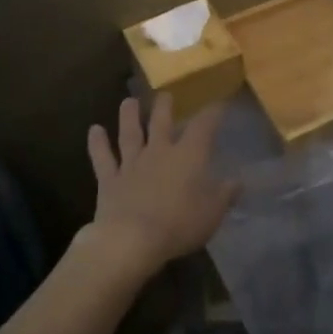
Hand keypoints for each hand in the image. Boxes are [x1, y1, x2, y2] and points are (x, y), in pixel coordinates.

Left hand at [84, 94, 240, 275]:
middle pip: (161, 123)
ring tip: (128, 101)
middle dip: (164, 107)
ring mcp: (131, 164)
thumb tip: (238, 181)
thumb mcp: (212, 213)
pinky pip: (103, 158)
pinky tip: (94, 130)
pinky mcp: (110, 180)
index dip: (212, 113)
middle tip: (165, 94)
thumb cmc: (179, 224)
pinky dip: (98, 144)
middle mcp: (159, 152)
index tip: (218, 103)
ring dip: (129, 117)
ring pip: (130, 134)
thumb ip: (225, 195)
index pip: (203, 127)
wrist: (132, 239)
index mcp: (188, 156)